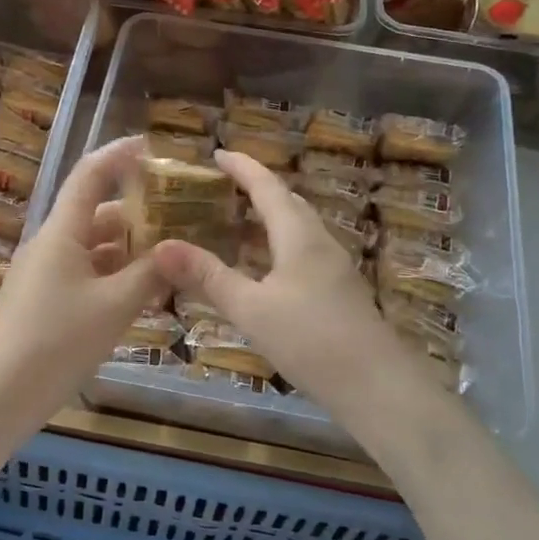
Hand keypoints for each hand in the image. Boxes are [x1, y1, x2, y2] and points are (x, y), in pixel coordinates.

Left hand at [0, 137, 164, 418]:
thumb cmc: (57, 342)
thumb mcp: (114, 307)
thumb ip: (151, 274)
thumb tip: (181, 250)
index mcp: (62, 232)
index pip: (90, 174)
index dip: (119, 154)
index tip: (150, 145)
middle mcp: (51, 244)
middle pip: (97, 214)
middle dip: (137, 214)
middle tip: (179, 218)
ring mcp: (44, 273)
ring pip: (93, 248)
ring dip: (128, 250)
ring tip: (170, 260)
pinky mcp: (43, 301)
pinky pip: (85, 274)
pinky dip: (113, 276)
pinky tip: (140, 294)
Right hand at [153, 149, 415, 412]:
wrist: (377, 386)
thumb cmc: (311, 340)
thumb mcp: (251, 309)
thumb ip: (208, 277)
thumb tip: (161, 247)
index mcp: (299, 235)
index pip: (267, 187)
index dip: (242, 167)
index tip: (216, 153)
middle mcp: (319, 242)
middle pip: (287, 202)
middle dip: (255, 189)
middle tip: (220, 188)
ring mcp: (333, 267)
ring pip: (297, 229)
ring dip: (267, 219)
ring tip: (234, 224)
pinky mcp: (338, 292)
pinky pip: (302, 253)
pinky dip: (276, 247)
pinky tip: (262, 270)